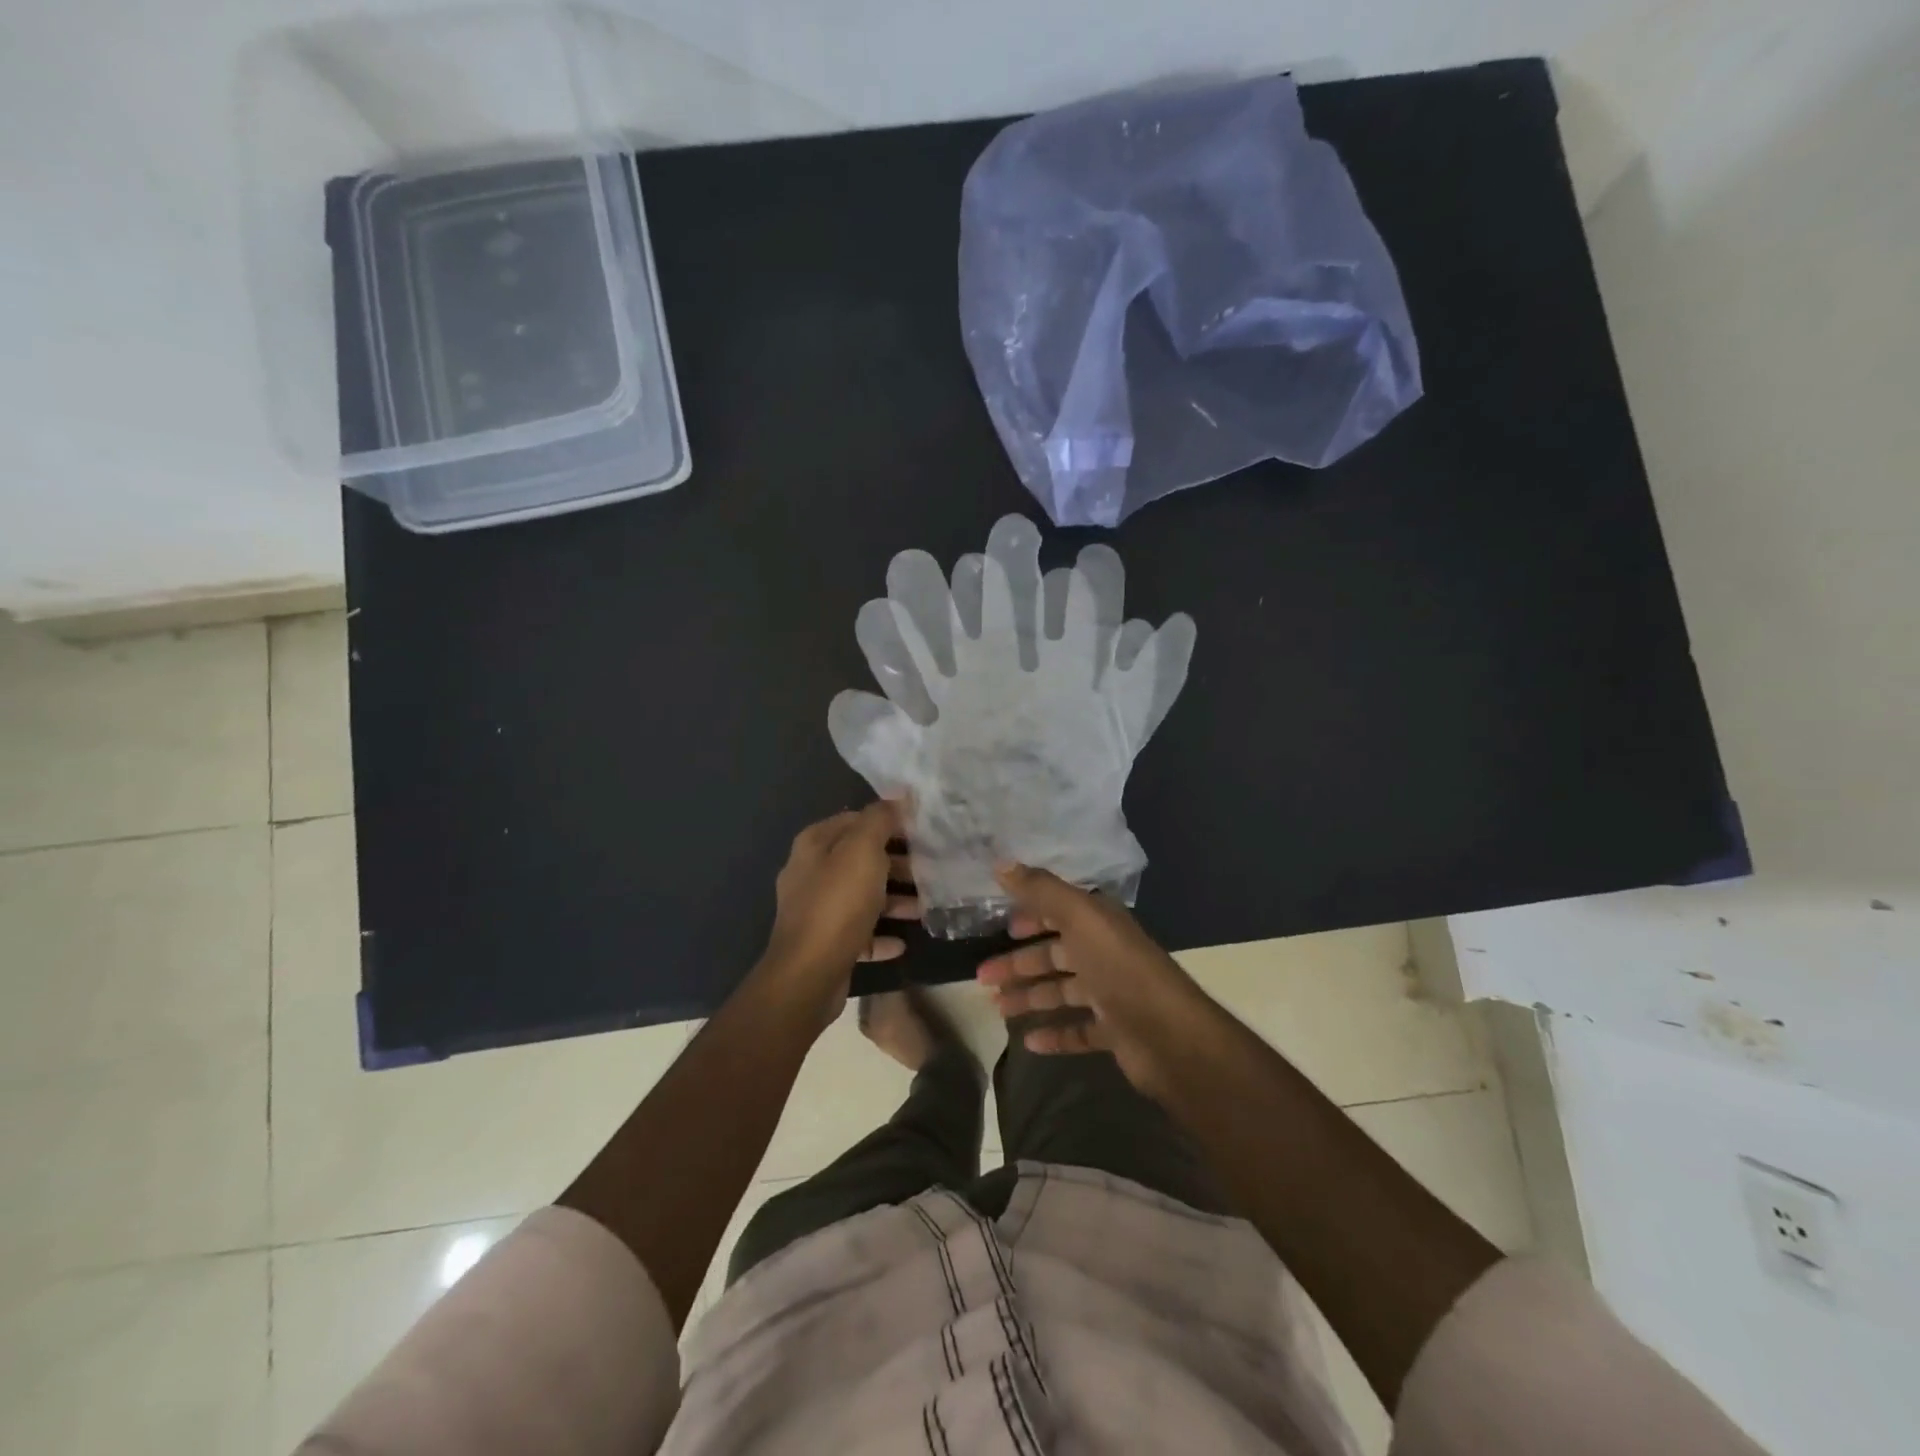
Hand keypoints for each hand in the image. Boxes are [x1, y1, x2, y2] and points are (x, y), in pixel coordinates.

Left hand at [760, 802, 919, 1022]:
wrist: (808, 974)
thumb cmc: (838, 904)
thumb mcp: (863, 851)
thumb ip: (880, 819)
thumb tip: (899, 796)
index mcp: (815, 844)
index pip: (856, 820)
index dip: (889, 821)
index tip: (922, 830)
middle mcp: (811, 873)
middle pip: (860, 859)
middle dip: (896, 862)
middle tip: (930, 868)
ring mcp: (816, 910)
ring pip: (862, 896)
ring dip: (893, 900)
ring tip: (925, 906)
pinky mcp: (825, 943)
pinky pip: (859, 933)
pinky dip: (880, 935)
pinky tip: (903, 942)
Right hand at [975, 863, 1201, 1097]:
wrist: (1169, 1035)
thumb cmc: (1119, 968)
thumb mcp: (1079, 917)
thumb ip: (1041, 890)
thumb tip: (1000, 863)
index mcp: (1099, 923)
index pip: (1060, 913)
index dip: (1031, 917)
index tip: (1002, 929)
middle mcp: (1105, 954)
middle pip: (1054, 955)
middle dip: (1019, 964)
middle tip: (982, 978)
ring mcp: (1111, 994)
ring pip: (1061, 992)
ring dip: (1030, 998)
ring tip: (997, 1009)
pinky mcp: (1115, 1032)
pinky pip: (1078, 1031)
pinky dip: (1054, 1034)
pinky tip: (1028, 1041)